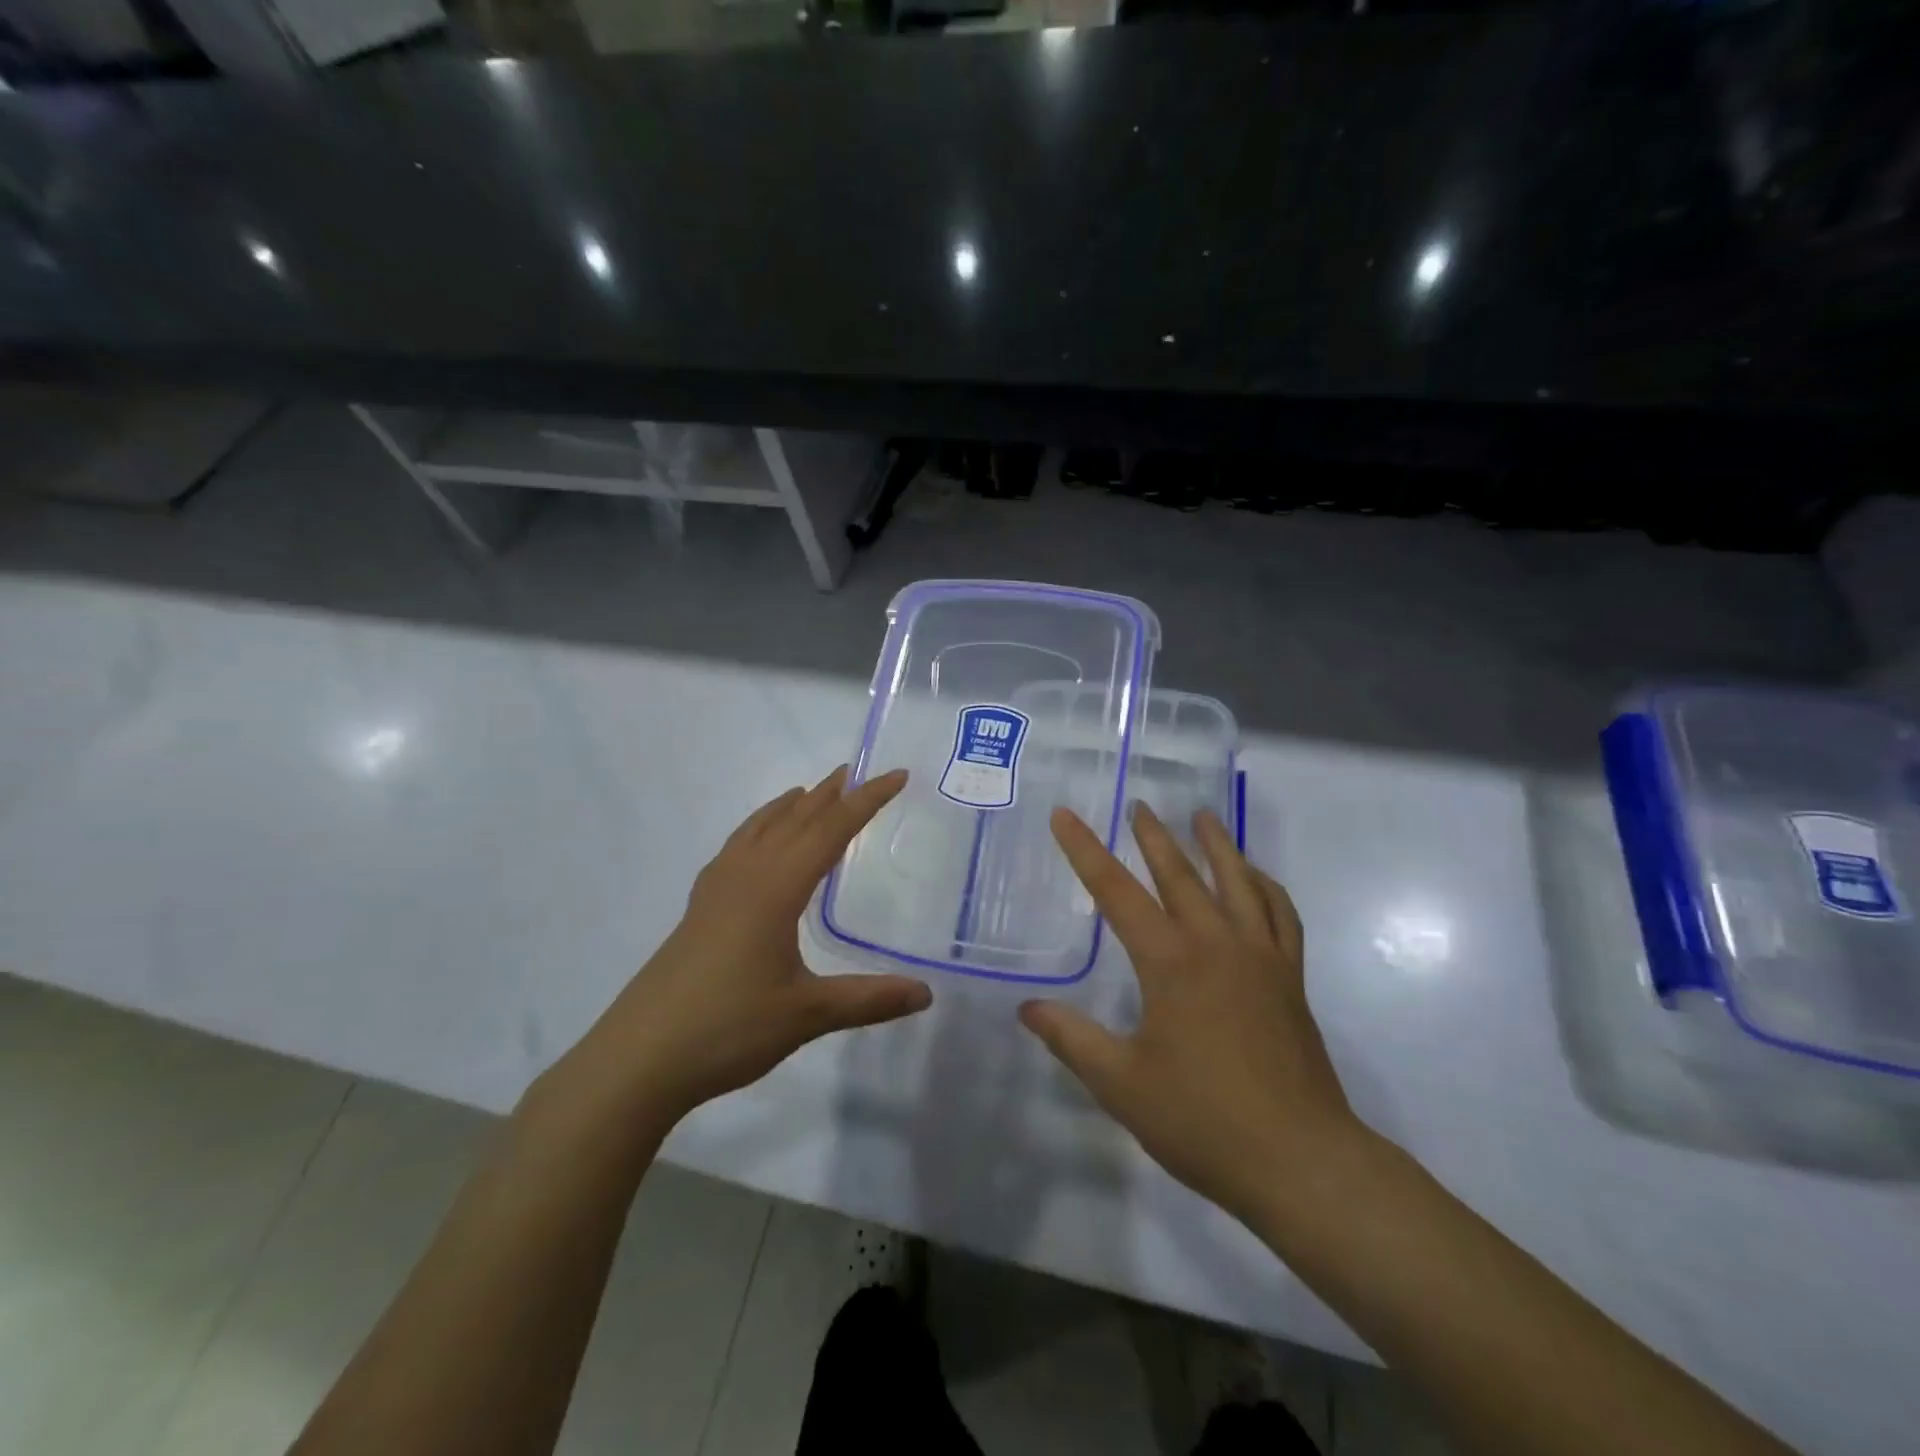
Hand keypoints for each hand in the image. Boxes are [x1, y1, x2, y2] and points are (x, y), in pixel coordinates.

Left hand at [568, 767, 930, 1123]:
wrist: (638, 1058)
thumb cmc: (728, 1028)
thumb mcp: (808, 1015)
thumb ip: (869, 999)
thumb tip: (926, 994)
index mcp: (776, 888)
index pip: (831, 830)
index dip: (867, 801)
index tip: (896, 775)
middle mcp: (745, 876)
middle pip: (794, 820)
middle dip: (828, 795)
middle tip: (855, 772)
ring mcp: (716, 890)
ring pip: (758, 830)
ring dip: (788, 807)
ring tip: (808, 792)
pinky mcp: (698, 909)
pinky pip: (735, 849)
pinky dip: (757, 830)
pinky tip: (755, 845)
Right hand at [1019, 804, 1363, 1226]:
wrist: (1300, 1160)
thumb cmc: (1202, 1121)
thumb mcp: (1121, 1084)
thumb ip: (1072, 1039)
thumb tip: (1028, 1006)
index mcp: (1170, 962)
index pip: (1116, 892)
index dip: (1084, 850)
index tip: (1064, 815)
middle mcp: (1216, 944)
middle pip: (1180, 875)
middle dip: (1153, 837)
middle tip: (1139, 805)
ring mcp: (1260, 957)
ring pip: (1238, 883)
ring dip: (1217, 845)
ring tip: (1203, 817)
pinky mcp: (1290, 978)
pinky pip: (1281, 915)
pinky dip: (1267, 887)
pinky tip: (1256, 879)